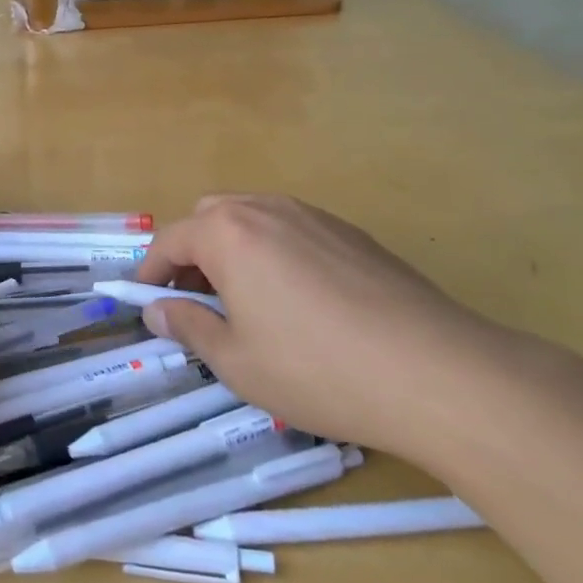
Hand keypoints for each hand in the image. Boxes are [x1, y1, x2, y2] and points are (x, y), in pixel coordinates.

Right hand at [134, 195, 543, 465]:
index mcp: (228, 233)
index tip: (145, 301)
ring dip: (232, 249)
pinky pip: (292, 229)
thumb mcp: (237, 361)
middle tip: (196, 300)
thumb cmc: (317, 370)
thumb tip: (156, 311)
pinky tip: (297, 300)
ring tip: (244, 300)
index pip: (171, 240)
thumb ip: (188, 326)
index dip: (150, 271)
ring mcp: (314, 216)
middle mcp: (266, 209)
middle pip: (209, 217)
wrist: (436, 373)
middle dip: (191, 252)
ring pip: (252, 218)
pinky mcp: (352, 233)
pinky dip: (273, 252)